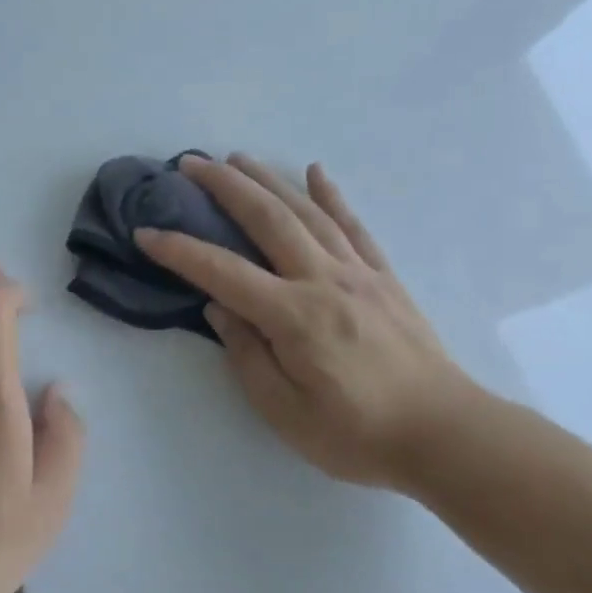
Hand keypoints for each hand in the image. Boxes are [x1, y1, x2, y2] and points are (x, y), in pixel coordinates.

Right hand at [136, 156, 485, 494]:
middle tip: (191, 163)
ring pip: (307, 213)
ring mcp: (358, 273)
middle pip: (268, 220)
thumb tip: (219, 307)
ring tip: (238, 158)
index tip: (145, 232)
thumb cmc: (357, 434)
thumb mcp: (286, 412)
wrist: (445, 434)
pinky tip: (316, 173)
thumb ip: (248, 356)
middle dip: (225, 187)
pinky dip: (332, 196)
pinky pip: (353, 226)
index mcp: (295, 317)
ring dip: (269, 180)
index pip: (223, 272)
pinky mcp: (383, 277)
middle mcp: (324, 281)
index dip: (179, 251)